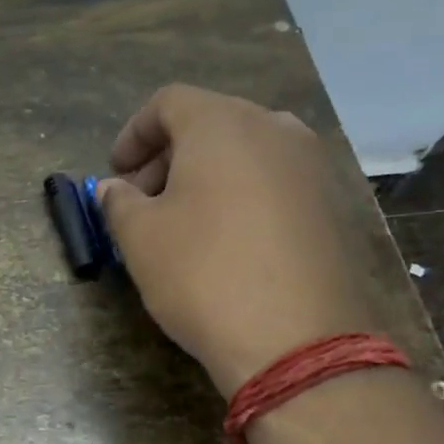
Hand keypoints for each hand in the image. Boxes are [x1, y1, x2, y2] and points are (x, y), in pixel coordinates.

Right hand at [97, 84, 375, 396]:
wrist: (295, 340)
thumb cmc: (202, 274)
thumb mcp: (140, 238)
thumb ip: (118, 202)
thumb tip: (113, 188)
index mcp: (223, 124)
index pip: (169, 102)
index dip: (133, 133)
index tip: (116, 172)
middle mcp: (274, 129)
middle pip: (210, 123)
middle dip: (167, 157)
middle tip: (141, 201)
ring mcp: (311, 167)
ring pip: (245, 153)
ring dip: (204, 177)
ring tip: (180, 223)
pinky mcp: (330, 206)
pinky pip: (273, 183)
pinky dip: (240, 196)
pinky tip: (224, 242)